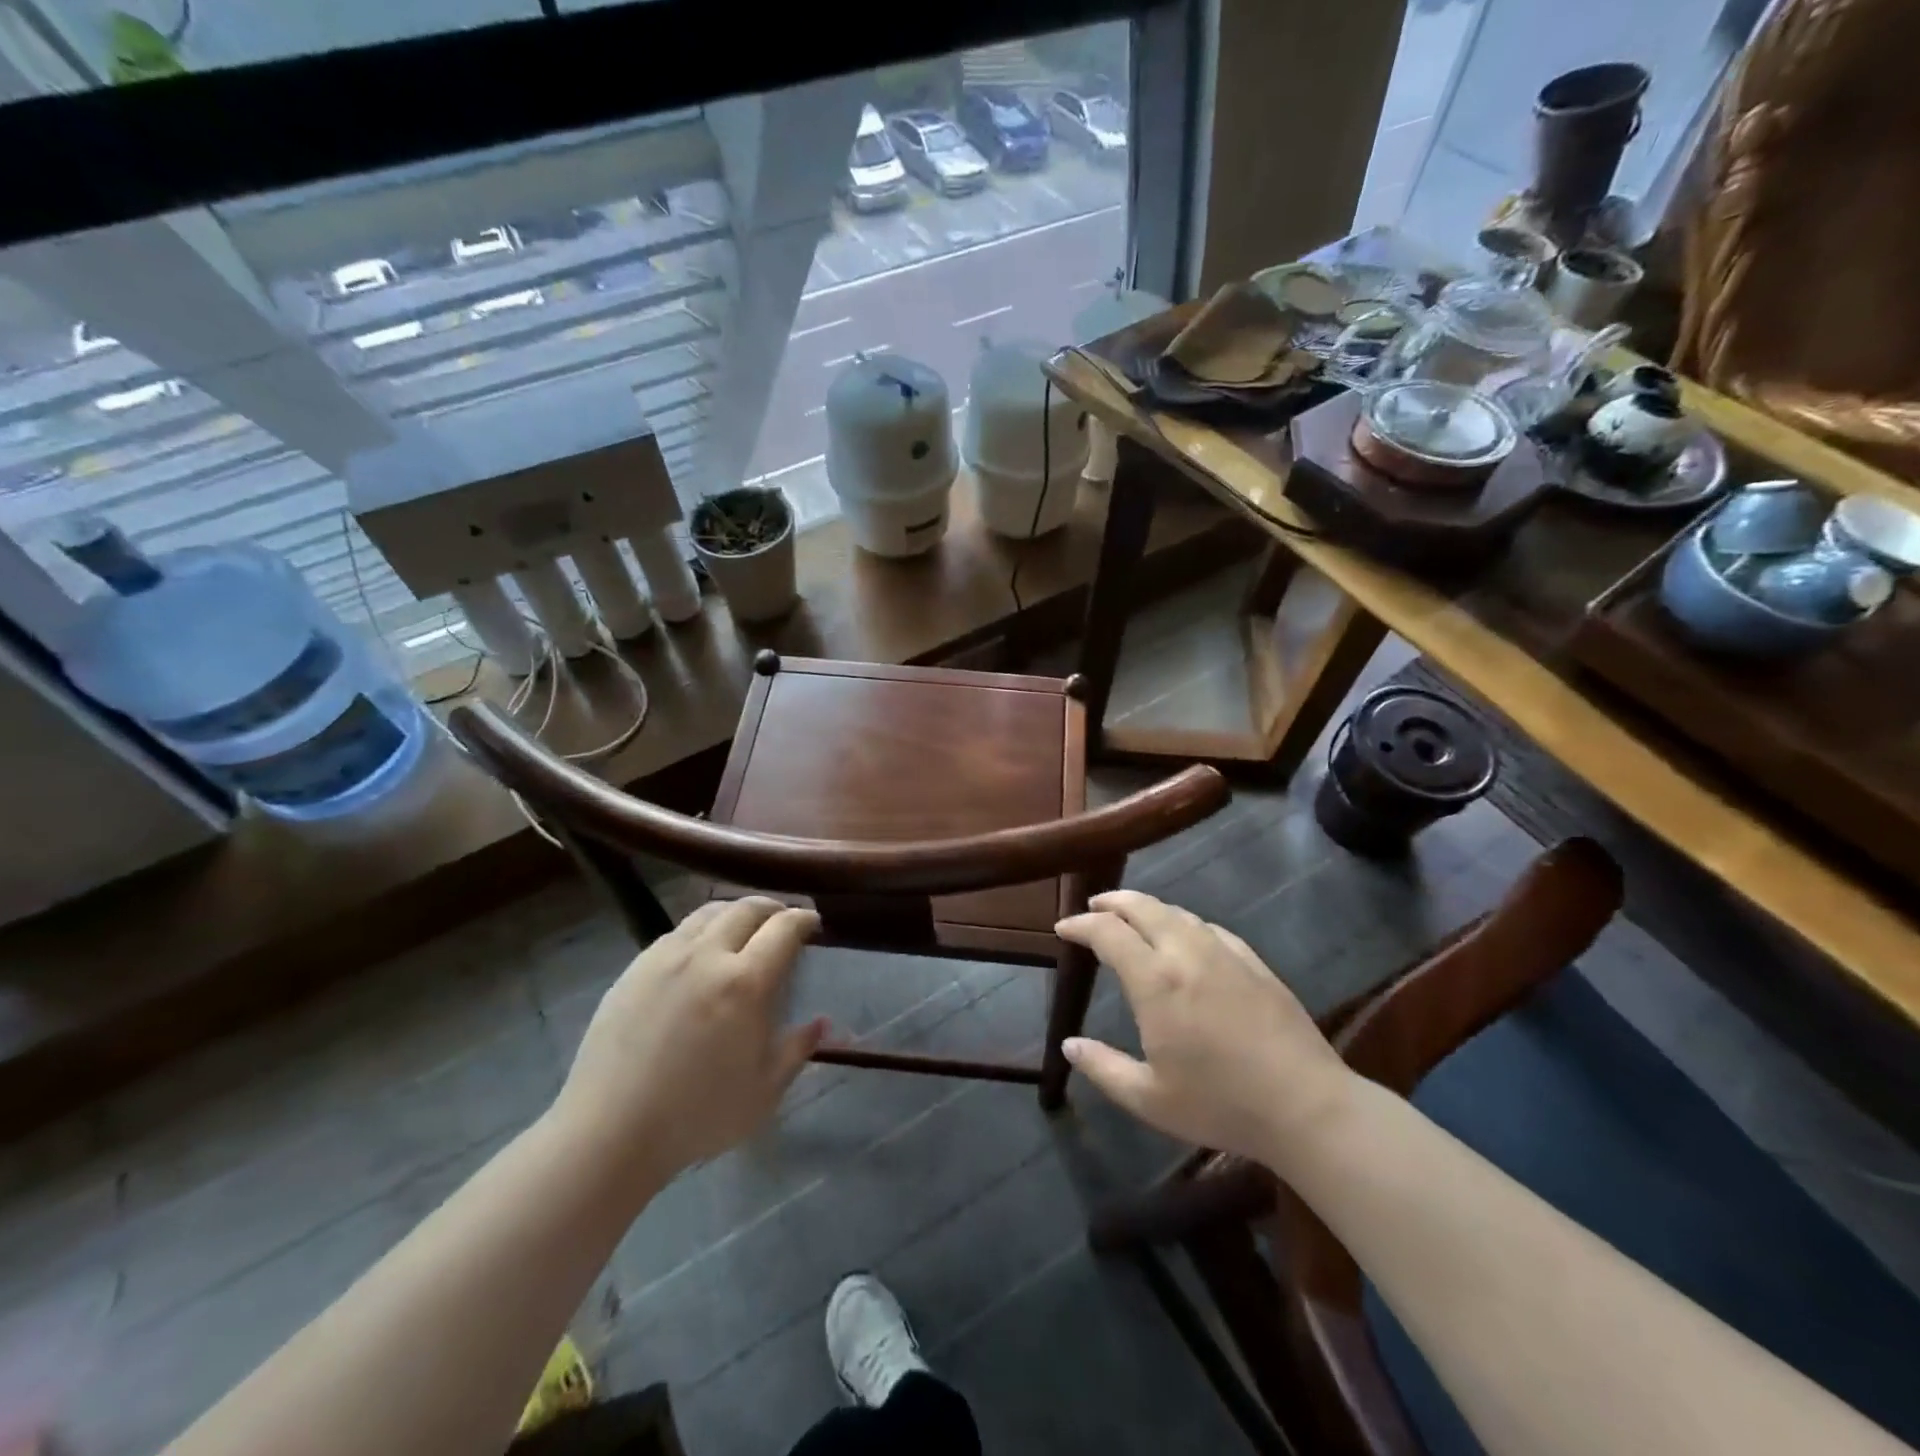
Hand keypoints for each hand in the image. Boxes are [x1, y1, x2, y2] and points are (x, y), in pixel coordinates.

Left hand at [551, 897, 826, 1186]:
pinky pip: (676, 932)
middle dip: (772, 907)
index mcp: (745, 983)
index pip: (783, 928)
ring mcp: (666, 957)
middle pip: (746, 908)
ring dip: (735, 912)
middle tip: (782, 919)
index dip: (803, 919)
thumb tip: (821, 1022)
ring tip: (743, 927)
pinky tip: (700, 952)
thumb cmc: (697, 1115)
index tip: (812, 923)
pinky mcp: (635, 968)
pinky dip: (701, 929)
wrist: (610, 1131)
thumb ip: (797, 1049)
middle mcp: (707, 956)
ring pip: (709, 912)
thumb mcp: (764, 1091)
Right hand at [1055, 890, 1351, 1164]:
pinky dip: (1183, 922)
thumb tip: (1069, 1045)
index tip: (1064, 928)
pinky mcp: (1253, 961)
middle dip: (1112, 901)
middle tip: (1094, 905)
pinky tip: (1185, 936)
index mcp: (1155, 981)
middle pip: (1142, 907)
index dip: (1081, 924)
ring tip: (1133, 917)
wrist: (1306, 1105)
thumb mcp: (1149, 1099)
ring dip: (1147, 907)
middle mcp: (1186, 953)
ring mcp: (1224, 953)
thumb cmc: (1221, 1104)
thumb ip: (1103, 1068)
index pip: (1108, 932)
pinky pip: (1209, 927)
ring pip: (1177, 912)